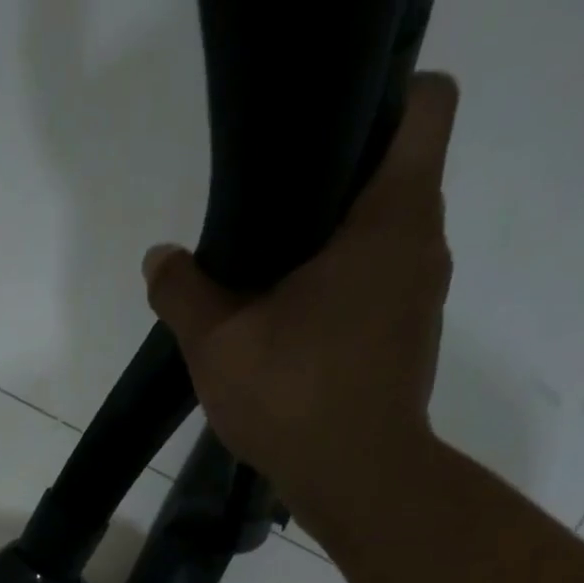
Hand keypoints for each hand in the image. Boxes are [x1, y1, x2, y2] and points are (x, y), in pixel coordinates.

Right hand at [143, 74, 459, 535]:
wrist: (356, 482)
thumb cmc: (296, 396)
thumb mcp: (219, 344)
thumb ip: (184, 293)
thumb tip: (159, 259)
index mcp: (392, 217)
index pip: (424, 104)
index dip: (380, 99)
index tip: (319, 136)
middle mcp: (423, 245)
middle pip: (397, 173)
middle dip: (339, 182)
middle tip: (272, 214)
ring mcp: (422, 299)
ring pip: (386, 240)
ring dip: (337, 248)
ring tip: (274, 280)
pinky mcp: (408, 345)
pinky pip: (380, 292)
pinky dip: (344, 297)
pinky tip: (295, 333)